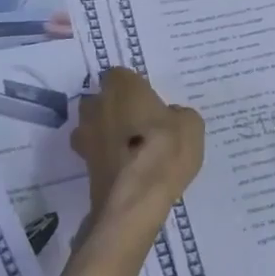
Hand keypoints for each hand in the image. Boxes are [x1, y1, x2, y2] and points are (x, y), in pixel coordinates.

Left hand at [71, 68, 204, 230]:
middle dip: (116, 107)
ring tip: (132, 148)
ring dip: (108, 132)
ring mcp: (85, 136)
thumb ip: (179, 114)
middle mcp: (97, 105)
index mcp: (122, 87)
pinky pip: (97, 152)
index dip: (134, 87)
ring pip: (94, 125)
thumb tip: (170, 116)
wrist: (134, 200)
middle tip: (141, 122)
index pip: (120, 75)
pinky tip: (127, 168)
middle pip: (102, 99)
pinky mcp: (83, 164)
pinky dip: (108, 156)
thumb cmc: (164, 151)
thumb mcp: (191, 126)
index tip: (149, 100)